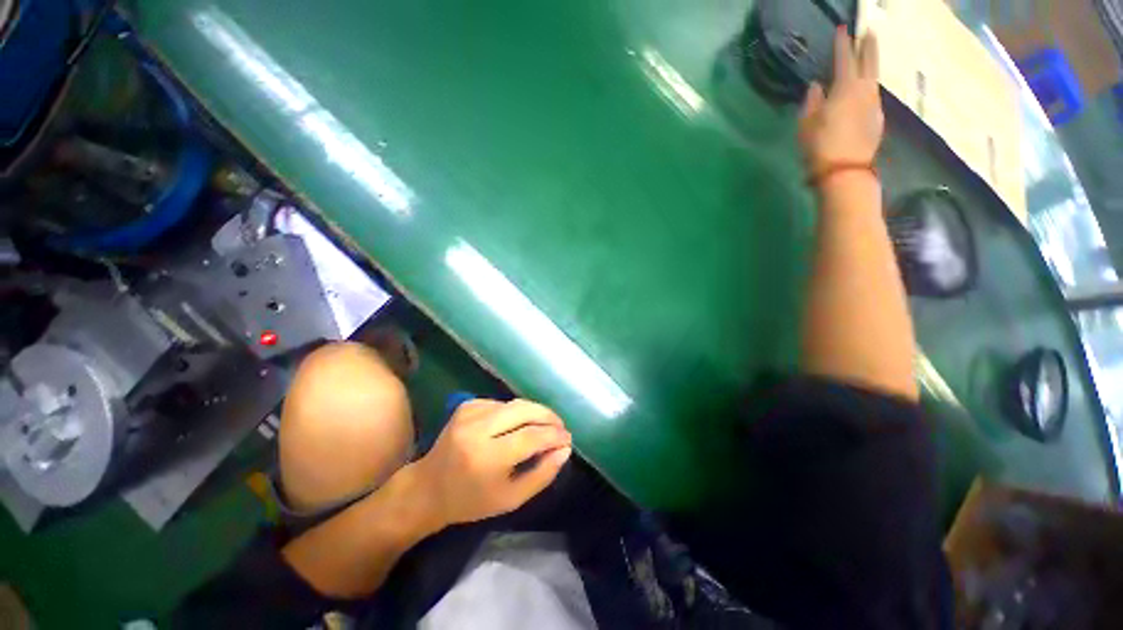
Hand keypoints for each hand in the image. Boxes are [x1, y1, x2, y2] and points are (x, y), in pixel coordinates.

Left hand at [410, 399, 572, 528]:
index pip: (532, 436)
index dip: (554, 435)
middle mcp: (478, 429)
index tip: (568, 439)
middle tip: (561, 427)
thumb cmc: (471, 501)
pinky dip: (516, 412)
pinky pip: (502, 404)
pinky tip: (517, 425)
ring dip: (534, 412)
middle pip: (525, 410)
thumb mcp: (511, 498)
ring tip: (545, 425)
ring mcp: (470, 413)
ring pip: (516, 404)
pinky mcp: (467, 405)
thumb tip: (565, 449)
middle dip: (549, 416)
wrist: (428, 488)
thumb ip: (542, 474)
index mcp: (487, 457)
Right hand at [798, 28, 882, 173]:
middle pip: (869, 61)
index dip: (842, 43)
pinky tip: (863, 91)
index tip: (843, 29)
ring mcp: (874, 105)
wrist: (844, 172)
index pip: (844, 58)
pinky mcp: (877, 119)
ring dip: (871, 65)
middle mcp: (865, 91)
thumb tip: (816, 86)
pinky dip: (868, 87)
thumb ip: (812, 102)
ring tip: (867, 58)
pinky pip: (873, 95)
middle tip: (868, 31)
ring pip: (873, 78)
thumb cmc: (820, 147)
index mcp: (845, 88)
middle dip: (868, 45)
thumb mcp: (806, 125)